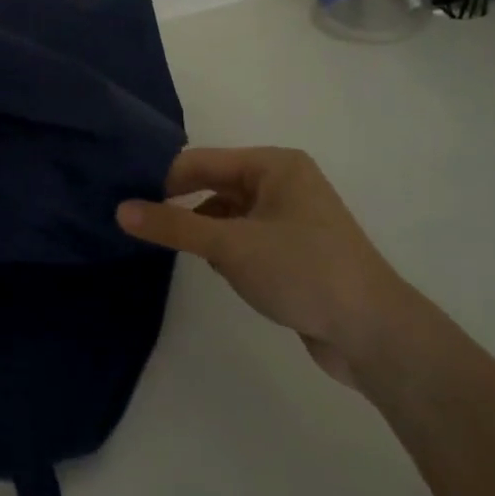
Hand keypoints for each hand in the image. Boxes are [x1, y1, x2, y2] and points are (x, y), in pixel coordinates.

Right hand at [116, 147, 415, 387]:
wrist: (374, 333)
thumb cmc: (302, 271)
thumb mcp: (230, 245)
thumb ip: (173, 225)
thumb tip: (120, 210)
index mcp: (274, 165)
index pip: (201, 162)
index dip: (162, 180)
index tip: (123, 200)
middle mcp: (283, 182)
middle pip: (214, 185)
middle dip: (181, 205)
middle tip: (135, 222)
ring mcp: (290, 218)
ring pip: (227, 214)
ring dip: (203, 231)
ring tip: (173, 249)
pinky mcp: (293, 250)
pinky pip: (244, 237)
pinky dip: (225, 249)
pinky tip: (218, 271)